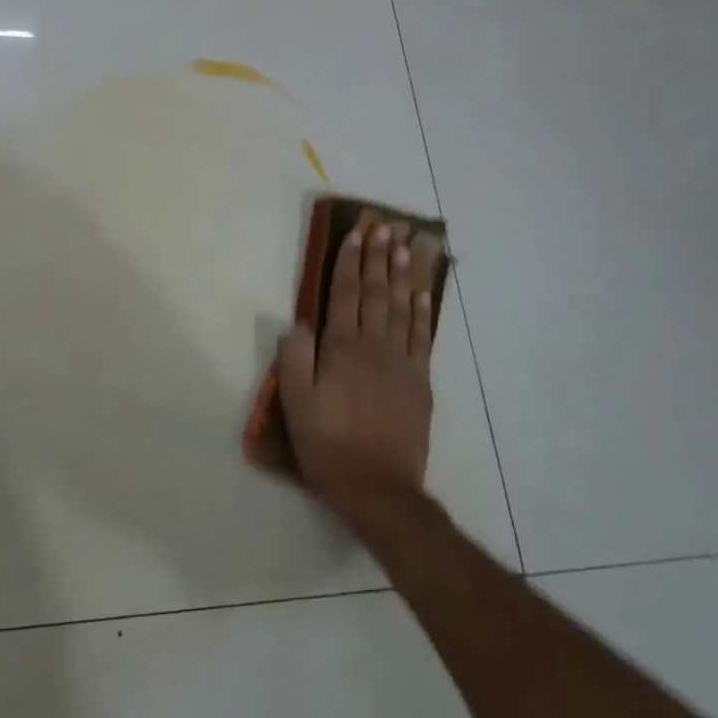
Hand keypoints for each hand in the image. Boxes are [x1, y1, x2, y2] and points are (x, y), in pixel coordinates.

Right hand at [274, 219, 437, 507]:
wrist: (378, 488)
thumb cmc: (328, 445)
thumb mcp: (296, 405)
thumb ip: (295, 360)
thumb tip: (299, 323)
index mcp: (341, 349)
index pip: (345, 294)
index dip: (349, 263)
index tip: (356, 235)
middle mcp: (374, 347)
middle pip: (376, 294)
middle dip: (379, 259)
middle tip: (385, 228)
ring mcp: (401, 363)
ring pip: (401, 309)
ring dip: (402, 276)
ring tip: (405, 248)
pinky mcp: (420, 382)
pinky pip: (423, 339)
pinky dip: (423, 313)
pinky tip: (422, 295)